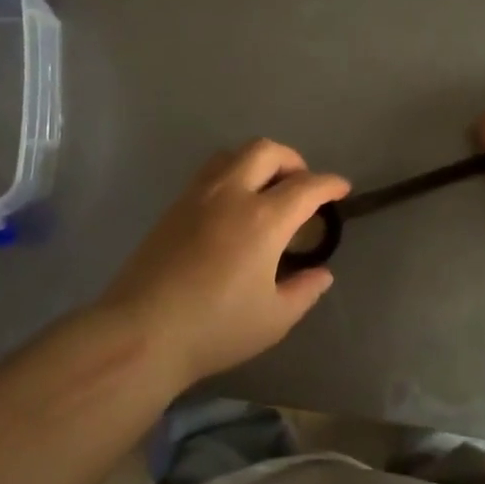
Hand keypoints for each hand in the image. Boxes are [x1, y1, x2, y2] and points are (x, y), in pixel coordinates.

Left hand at [99, 140, 349, 388]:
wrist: (142, 332)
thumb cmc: (215, 328)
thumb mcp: (274, 319)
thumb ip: (304, 290)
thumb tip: (321, 273)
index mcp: (263, 220)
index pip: (306, 187)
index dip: (329, 184)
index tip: (342, 189)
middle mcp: (231, 195)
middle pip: (266, 151)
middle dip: (293, 160)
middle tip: (302, 185)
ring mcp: (197, 196)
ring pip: (233, 153)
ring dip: (259, 160)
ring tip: (267, 188)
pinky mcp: (173, 207)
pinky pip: (209, 171)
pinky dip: (232, 172)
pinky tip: (233, 205)